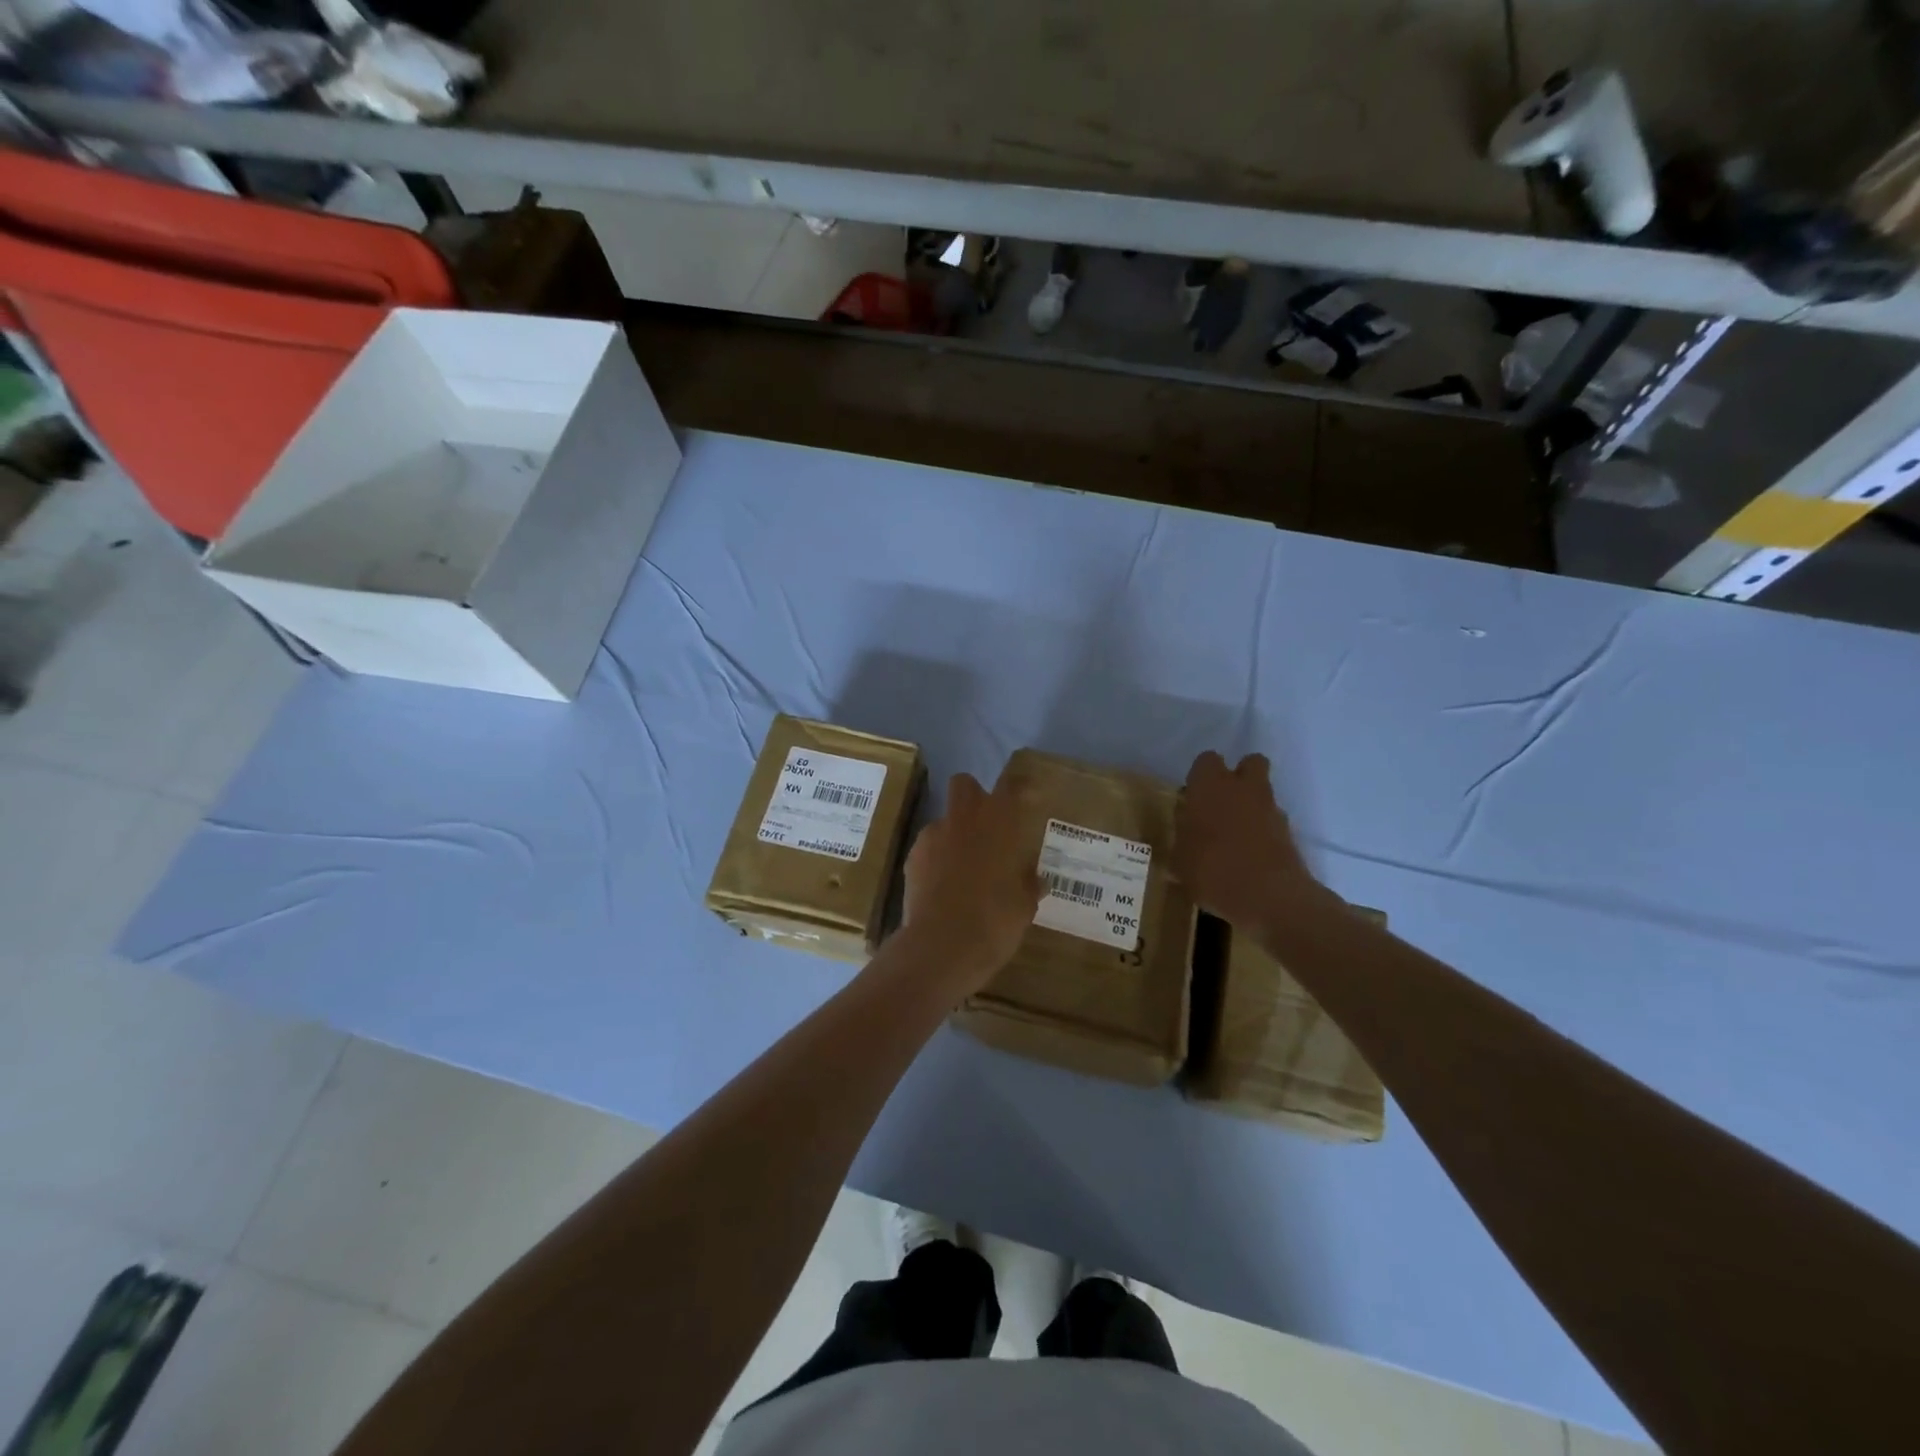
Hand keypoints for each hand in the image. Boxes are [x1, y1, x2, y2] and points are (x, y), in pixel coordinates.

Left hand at [902, 771, 1043, 991]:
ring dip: (954, 835)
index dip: (1019, 788)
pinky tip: (943, 887)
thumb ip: (1028, 884)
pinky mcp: (911, 859)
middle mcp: (963, 819)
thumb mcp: (1023, 906)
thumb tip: (1035, 879)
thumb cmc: (994, 921)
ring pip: (944, 821)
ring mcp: (932, 837)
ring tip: (963, 869)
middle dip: (974, 798)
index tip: (1026, 798)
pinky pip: (928, 849)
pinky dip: (936, 860)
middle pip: (965, 785)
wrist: (940, 947)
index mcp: (998, 822)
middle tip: (987, 828)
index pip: (1011, 786)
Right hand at [1174, 751, 1331, 929]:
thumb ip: (1183, 836)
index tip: (1193, 798)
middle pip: (1249, 763)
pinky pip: (1273, 821)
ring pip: (1263, 792)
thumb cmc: (1212, 871)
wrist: (1269, 897)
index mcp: (1210, 785)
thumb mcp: (1180, 858)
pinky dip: (1264, 831)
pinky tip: (1251, 856)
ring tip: (1235, 836)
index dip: (1200, 776)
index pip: (1206, 760)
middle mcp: (1243, 788)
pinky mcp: (1289, 832)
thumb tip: (1186, 827)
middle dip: (1238, 777)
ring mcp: (1271, 808)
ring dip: (1251, 805)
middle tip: (1221, 804)